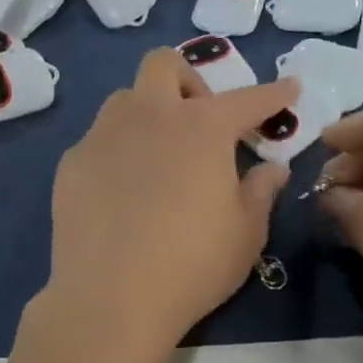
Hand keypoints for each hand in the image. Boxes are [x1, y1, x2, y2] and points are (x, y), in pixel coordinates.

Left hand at [44, 50, 299, 352]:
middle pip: (163, 64)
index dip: (274, 93)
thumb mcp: (246, 233)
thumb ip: (261, 191)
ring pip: (126, 99)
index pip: (247, 99)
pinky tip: (122, 190)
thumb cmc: (192, 265)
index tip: (290, 88)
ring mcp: (103, 135)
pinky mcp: (72, 163)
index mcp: (202, 127)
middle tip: (201, 123)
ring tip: (159, 155)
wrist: (110, 298)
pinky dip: (119, 149)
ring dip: (149, 112)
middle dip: (188, 80)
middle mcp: (150, 116)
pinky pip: (99, 139)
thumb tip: (271, 168)